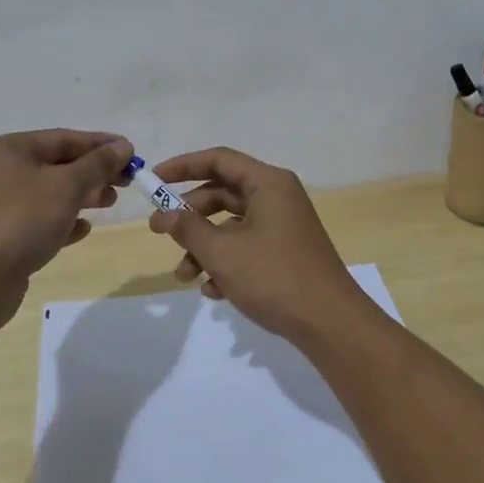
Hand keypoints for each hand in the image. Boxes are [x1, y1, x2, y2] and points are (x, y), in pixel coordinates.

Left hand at [0, 130, 133, 288]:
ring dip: (83, 196)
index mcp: (9, 149)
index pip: (64, 138)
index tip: (132, 153)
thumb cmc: (23, 221)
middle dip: (94, 172)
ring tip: (109, 203)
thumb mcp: (67, 186)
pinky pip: (40, 219)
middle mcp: (0, 171)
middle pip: (57, 164)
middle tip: (126, 182)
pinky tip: (83, 230)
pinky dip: (64, 221)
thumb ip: (98, 164)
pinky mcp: (3, 235)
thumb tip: (123, 147)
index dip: (100, 144)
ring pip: (50, 193)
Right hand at [147, 147, 367, 345]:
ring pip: (232, 225)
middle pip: (223, 193)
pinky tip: (212, 291)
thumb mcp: (223, 252)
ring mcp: (283, 225)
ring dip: (204, 246)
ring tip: (184, 276)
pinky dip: (226, 262)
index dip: (182, 166)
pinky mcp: (286, 252)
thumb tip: (165, 215)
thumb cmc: (274, 277)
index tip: (154, 181)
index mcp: (268, 183)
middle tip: (157, 232)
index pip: (219, 160)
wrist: (329, 323)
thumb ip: (189, 229)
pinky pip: (247, 246)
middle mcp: (277, 197)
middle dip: (189, 215)